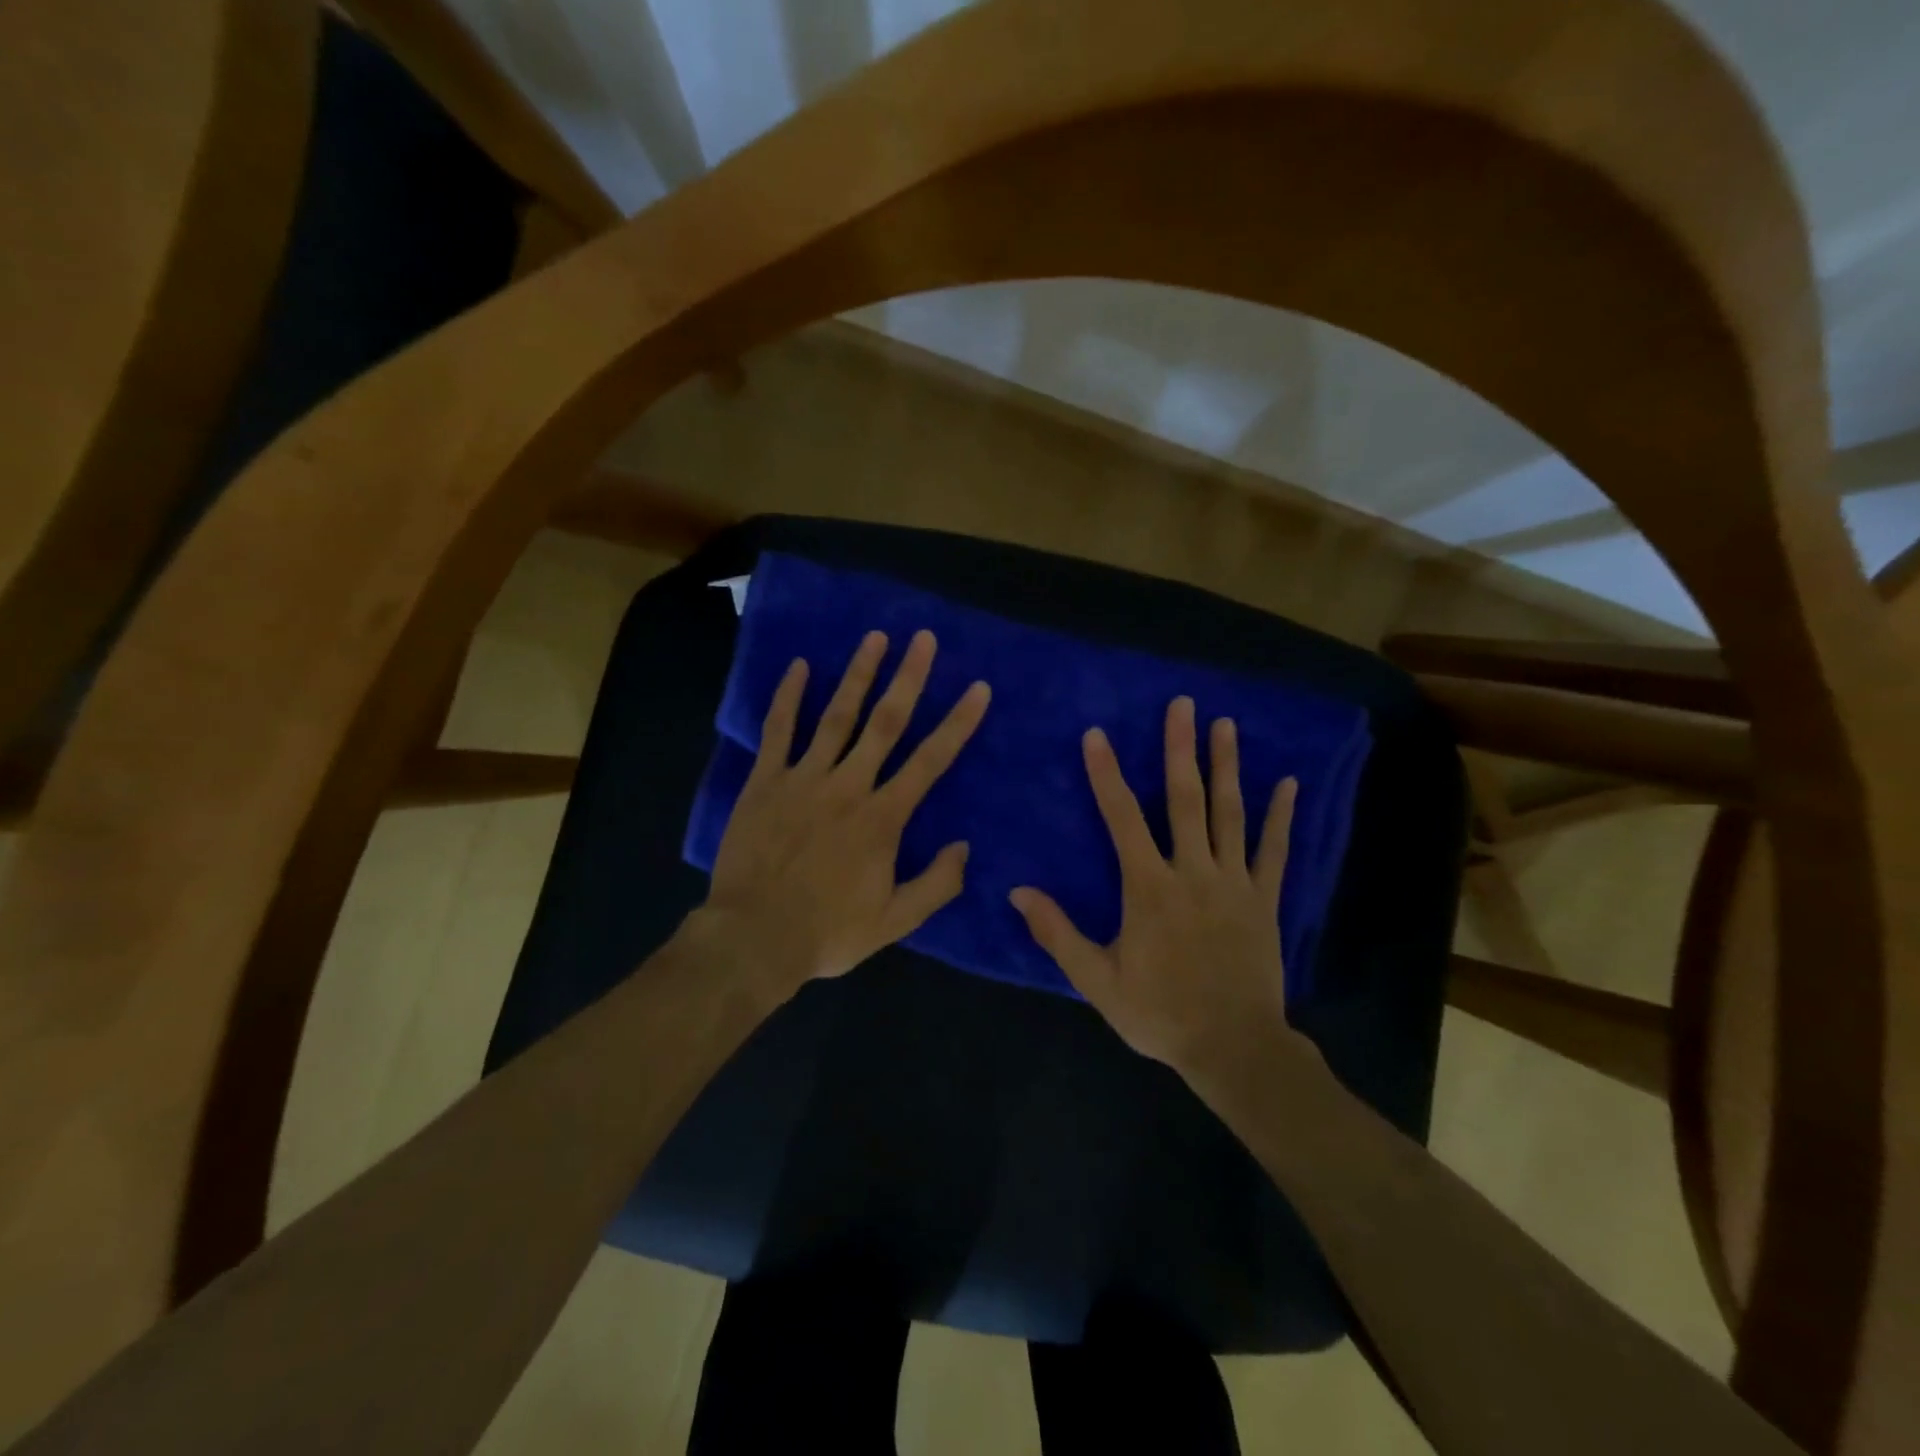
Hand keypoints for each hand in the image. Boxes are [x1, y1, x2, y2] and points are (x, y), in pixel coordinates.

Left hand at [705, 628, 990, 1000]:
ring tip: (875, 637)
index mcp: (882, 818)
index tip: (978, 688)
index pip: (930, 761)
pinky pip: (778, 732)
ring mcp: (803, 779)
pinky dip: (788, 698)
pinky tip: (799, 667)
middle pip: (885, 723)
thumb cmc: (828, 931)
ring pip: (837, 717)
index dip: (958, 724)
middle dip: (908, 678)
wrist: (753, 938)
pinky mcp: (765, 782)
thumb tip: (964, 846)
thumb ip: (936, 884)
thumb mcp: (894, 922)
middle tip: (924, 639)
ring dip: (858, 675)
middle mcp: (848, 786)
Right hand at [1009, 696, 1303, 1081]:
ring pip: (1229, 814)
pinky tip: (1287, 783)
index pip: (1122, 819)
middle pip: (1184, 800)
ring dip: (1226, 766)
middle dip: (1179, 749)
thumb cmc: (1159, 1013)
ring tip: (1225, 724)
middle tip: (1182, 705)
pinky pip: (1274, 851)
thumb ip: (1058, 933)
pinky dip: (1280, 817)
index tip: (1097, 735)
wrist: (1233, 1048)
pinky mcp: (1264, 900)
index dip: (1107, 775)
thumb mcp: (1097, 981)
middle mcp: (1192, 872)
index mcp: (1149, 888)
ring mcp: (1233, 883)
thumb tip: (1017, 892)